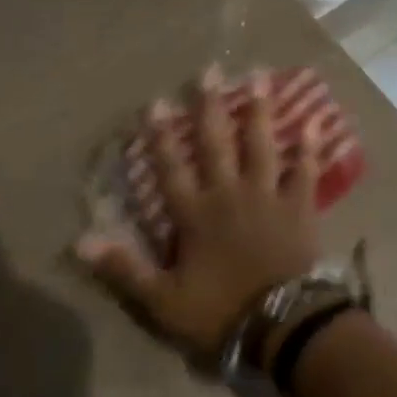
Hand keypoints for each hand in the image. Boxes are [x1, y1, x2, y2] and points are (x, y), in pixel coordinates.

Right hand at [76, 67, 323, 358]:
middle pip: (216, 144)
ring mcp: (267, 198)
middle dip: (210, 107)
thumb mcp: (163, 299)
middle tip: (210, 69)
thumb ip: (124, 268)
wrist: (283, 326)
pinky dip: (310, 149)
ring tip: (259, 76)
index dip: (160, 136)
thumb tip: (80, 242)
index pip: (171, 168)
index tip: (156, 102)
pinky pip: (305, 173)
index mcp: (195, 215)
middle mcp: (229, 195)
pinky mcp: (300, 209)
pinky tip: (316, 123)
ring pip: (261, 146)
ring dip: (259, 111)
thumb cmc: (220, 312)